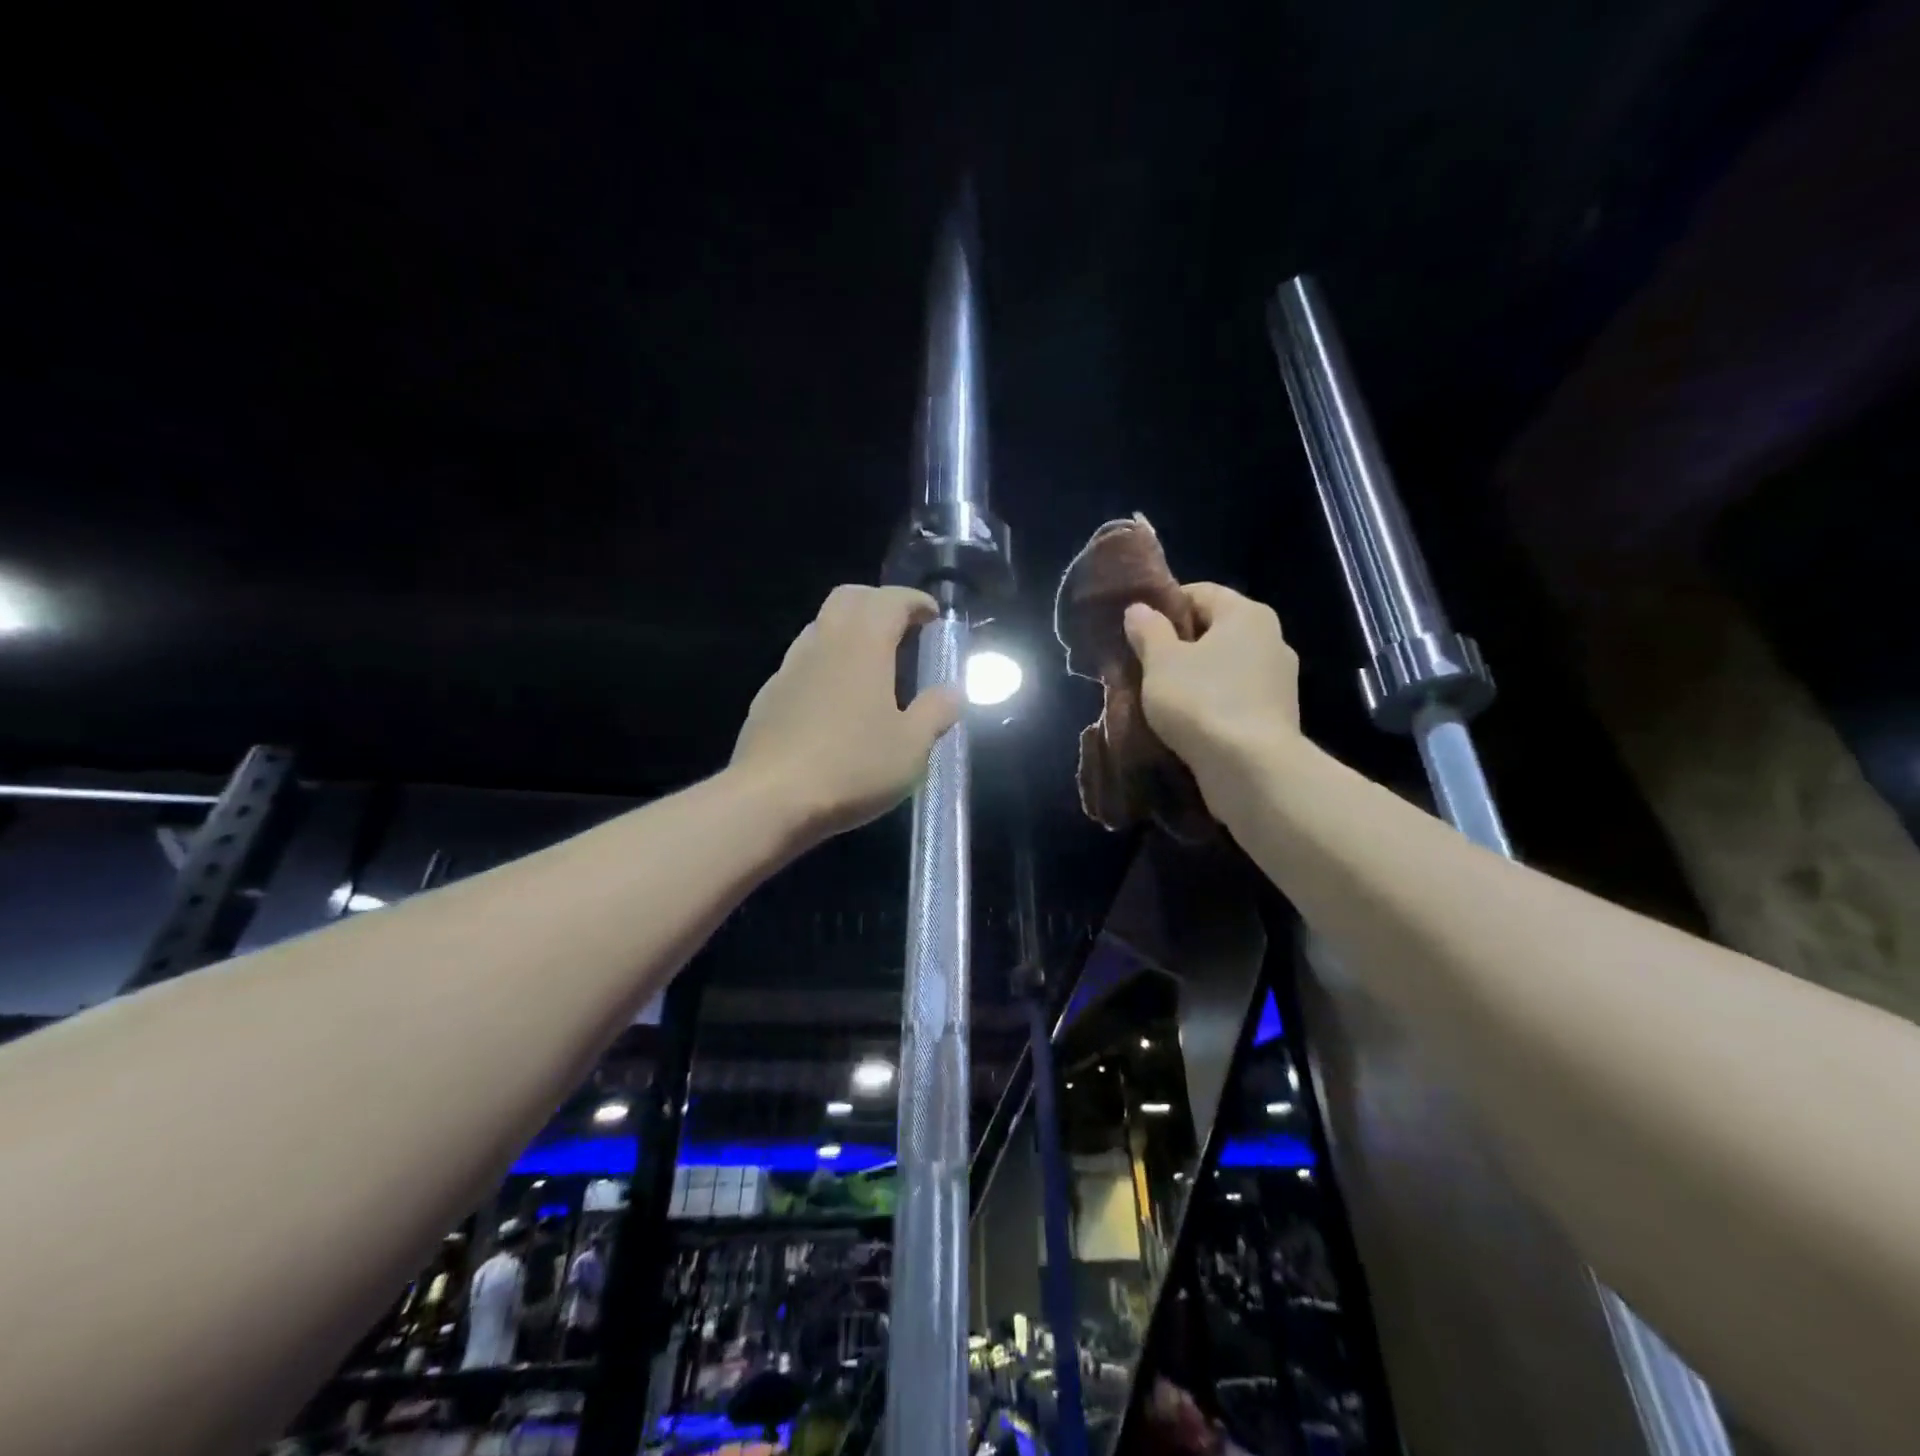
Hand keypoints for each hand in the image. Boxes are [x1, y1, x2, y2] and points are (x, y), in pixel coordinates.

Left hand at [731, 584, 963, 842]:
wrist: (770, 800)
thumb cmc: (852, 767)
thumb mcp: (911, 747)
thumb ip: (935, 713)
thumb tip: (952, 692)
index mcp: (862, 647)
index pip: (889, 601)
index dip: (914, 601)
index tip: (933, 616)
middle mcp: (823, 645)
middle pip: (848, 599)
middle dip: (878, 603)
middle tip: (903, 628)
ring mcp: (789, 670)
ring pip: (820, 628)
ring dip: (849, 631)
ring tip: (872, 663)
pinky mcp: (768, 698)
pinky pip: (802, 663)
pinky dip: (826, 664)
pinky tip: (836, 700)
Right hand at [1123, 582, 1300, 783]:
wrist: (1252, 770)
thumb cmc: (1202, 701)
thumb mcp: (1161, 662)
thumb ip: (1148, 631)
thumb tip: (1138, 609)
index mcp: (1247, 615)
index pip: (1201, 592)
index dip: (1165, 605)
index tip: (1137, 629)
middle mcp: (1272, 640)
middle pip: (1215, 630)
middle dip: (1179, 644)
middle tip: (1143, 664)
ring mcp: (1279, 681)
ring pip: (1225, 666)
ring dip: (1195, 676)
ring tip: (1161, 696)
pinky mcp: (1276, 717)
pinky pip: (1235, 697)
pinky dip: (1211, 702)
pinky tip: (1187, 721)